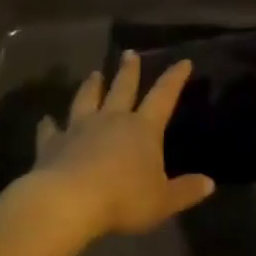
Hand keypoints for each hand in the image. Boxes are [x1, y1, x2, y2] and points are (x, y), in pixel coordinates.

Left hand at [21, 51, 215, 240]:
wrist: (68, 202)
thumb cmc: (123, 199)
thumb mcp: (163, 200)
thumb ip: (186, 191)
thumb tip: (209, 183)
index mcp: (143, 129)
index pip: (163, 96)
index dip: (175, 78)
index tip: (183, 61)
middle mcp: (112, 120)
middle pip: (122, 88)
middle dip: (129, 71)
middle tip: (129, 53)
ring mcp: (79, 128)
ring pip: (87, 100)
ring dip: (91, 86)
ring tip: (93, 74)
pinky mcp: (52, 144)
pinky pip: (50, 130)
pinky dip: (48, 124)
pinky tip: (46, 119)